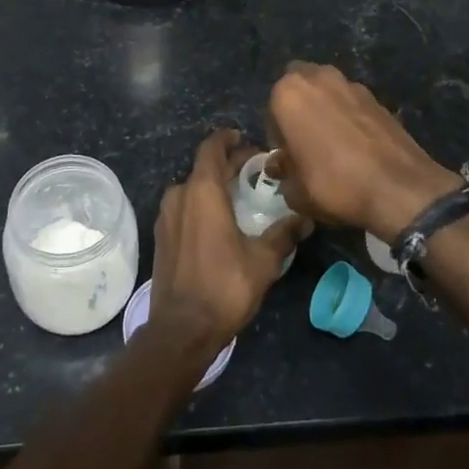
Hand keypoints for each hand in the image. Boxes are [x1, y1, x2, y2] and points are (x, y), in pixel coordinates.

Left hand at [150, 129, 310, 349]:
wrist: (181, 329)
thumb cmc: (224, 286)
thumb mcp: (263, 260)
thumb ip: (284, 233)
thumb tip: (306, 218)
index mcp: (202, 191)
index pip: (211, 147)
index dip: (228, 139)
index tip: (246, 140)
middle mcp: (179, 195)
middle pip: (203, 167)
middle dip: (228, 163)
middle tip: (254, 169)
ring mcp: (166, 216)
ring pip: (192, 187)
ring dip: (214, 184)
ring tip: (240, 194)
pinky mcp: (162, 236)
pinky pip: (184, 206)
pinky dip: (202, 203)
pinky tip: (220, 219)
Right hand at [267, 62, 462, 242]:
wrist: (398, 188)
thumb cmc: (334, 184)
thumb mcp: (296, 192)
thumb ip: (284, 174)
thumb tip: (285, 167)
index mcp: (289, 93)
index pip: (271, 110)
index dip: (278, 137)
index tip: (288, 159)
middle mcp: (318, 78)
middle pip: (299, 86)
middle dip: (299, 108)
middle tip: (305, 141)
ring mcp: (351, 84)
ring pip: (327, 91)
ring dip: (324, 108)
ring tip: (333, 144)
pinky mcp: (377, 97)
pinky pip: (352, 103)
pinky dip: (349, 117)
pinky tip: (356, 147)